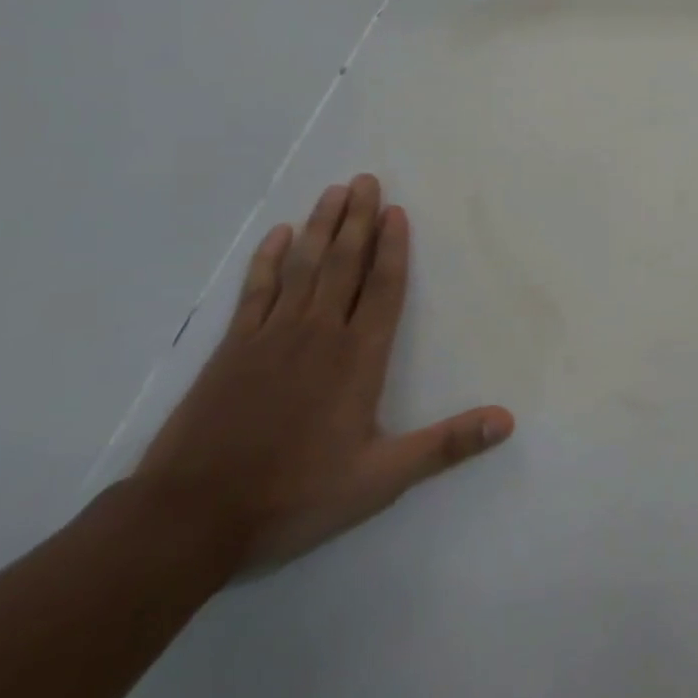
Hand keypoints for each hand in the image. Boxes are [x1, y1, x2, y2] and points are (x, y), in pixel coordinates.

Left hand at [132, 174, 514, 573]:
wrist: (190, 518)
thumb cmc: (295, 495)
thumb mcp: (381, 479)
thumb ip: (446, 444)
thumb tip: (507, 420)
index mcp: (358, 358)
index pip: (384, 288)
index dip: (393, 248)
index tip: (396, 210)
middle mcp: (319, 333)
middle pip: (344, 263)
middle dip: (357, 220)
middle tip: (365, 179)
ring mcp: (272, 336)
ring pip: (303, 267)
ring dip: (320, 226)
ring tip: (333, 192)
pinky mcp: (232, 347)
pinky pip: (256, 290)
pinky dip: (267, 259)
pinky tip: (277, 235)